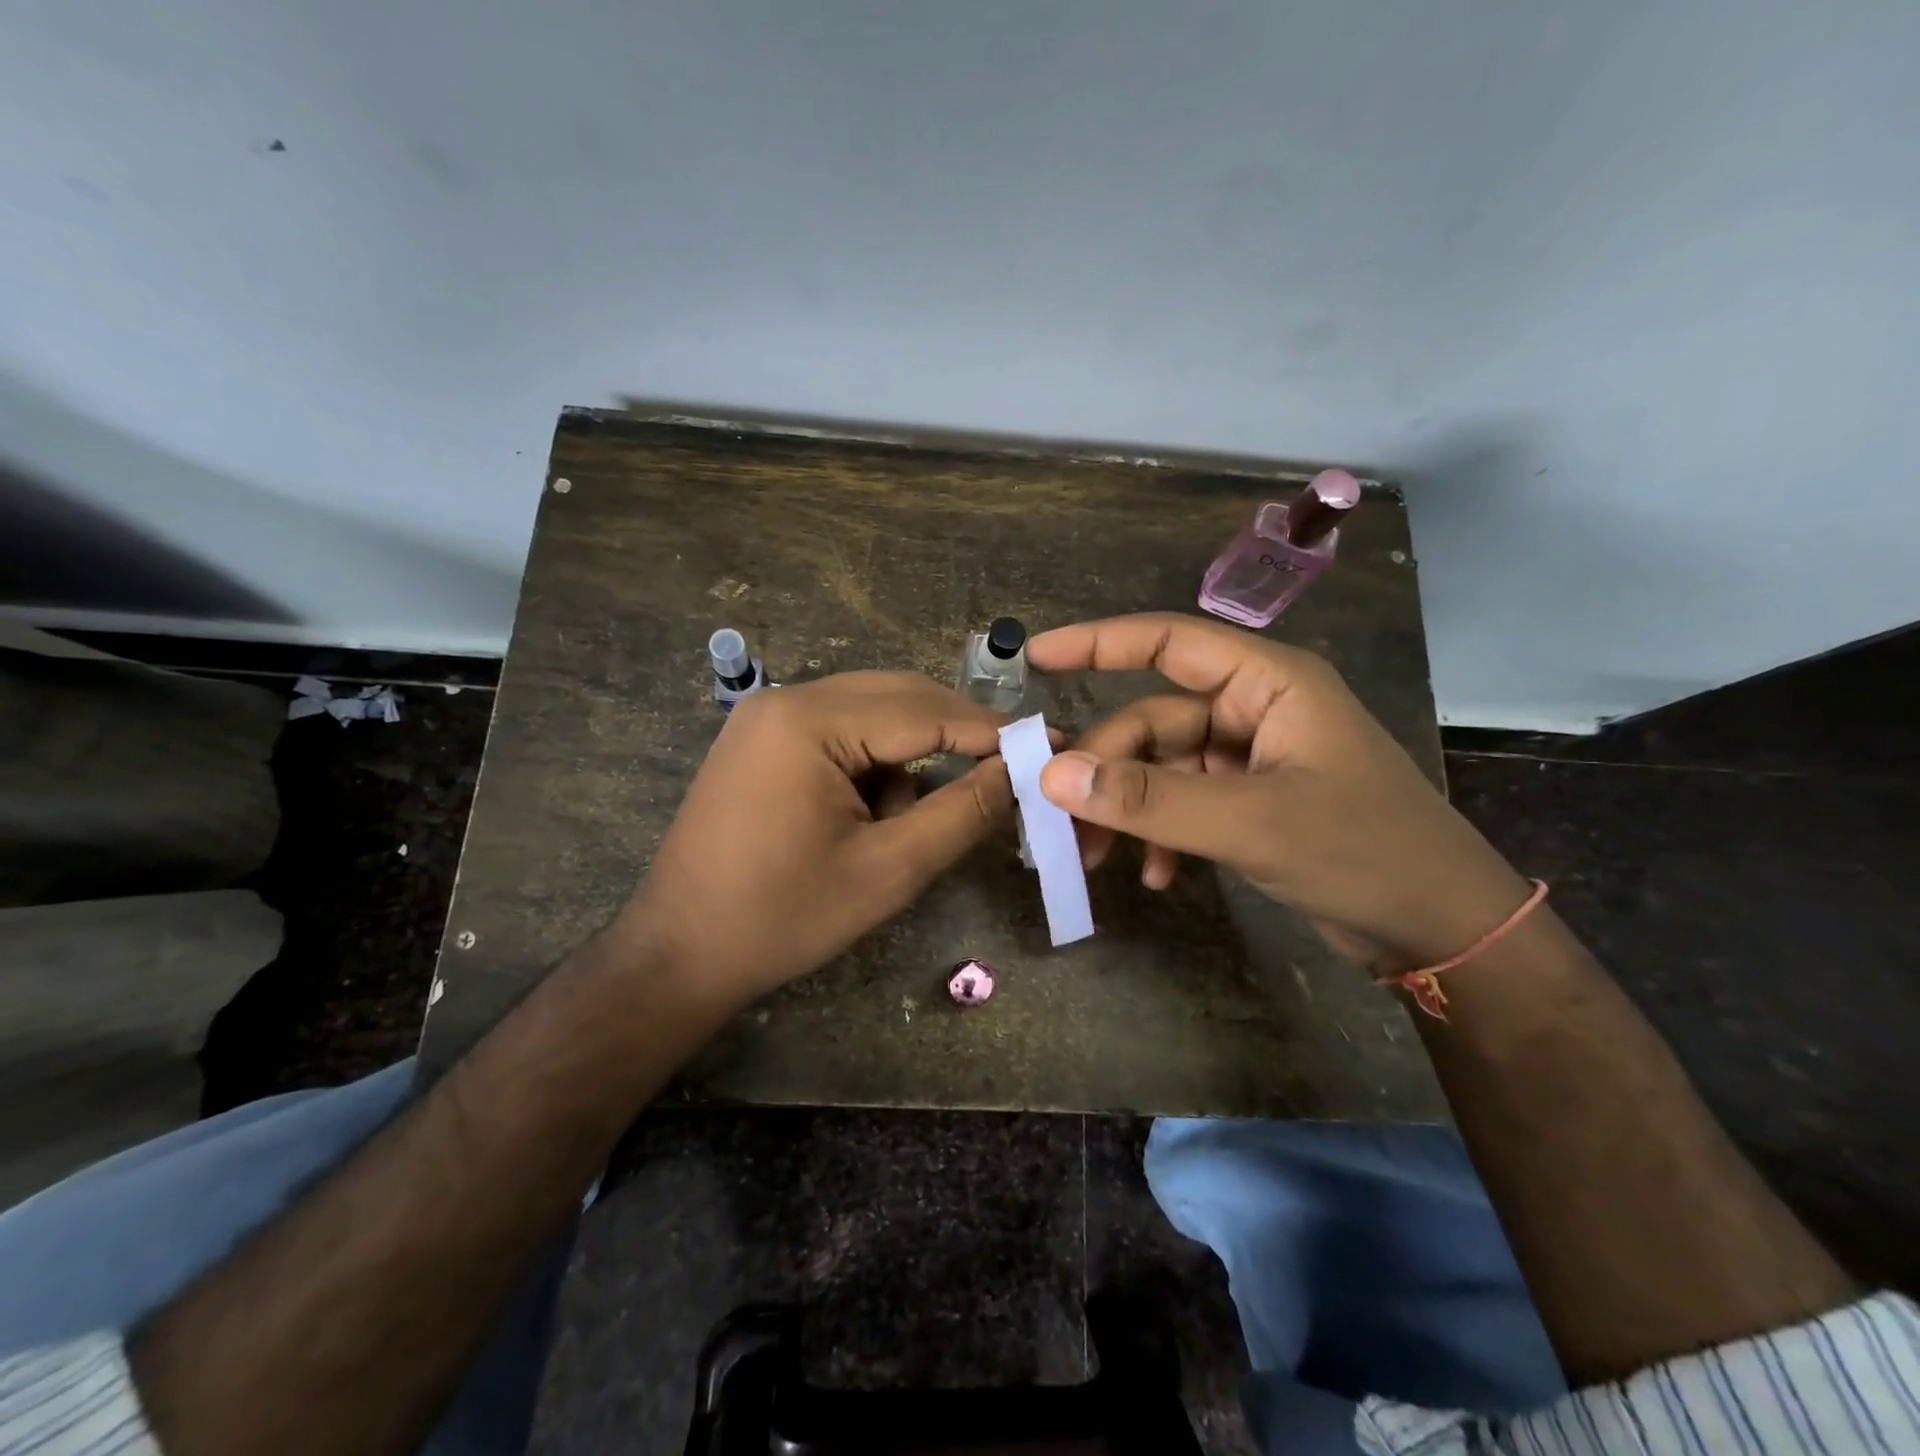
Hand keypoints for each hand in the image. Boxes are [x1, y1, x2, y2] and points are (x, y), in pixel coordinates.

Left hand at [622, 672, 1013, 1002]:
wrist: (679, 953)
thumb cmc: (783, 917)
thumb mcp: (888, 870)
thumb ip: (961, 813)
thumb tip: (1019, 772)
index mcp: (809, 721)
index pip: (924, 711)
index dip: (991, 731)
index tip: (1047, 745)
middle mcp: (785, 699)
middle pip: (898, 697)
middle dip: (954, 736)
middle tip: (1006, 773)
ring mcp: (767, 716)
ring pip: (872, 713)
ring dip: (909, 756)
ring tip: (903, 823)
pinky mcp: (762, 739)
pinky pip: (840, 730)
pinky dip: (872, 764)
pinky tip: (865, 816)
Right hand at [1027, 613, 1532, 970]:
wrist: (1442, 929)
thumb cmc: (1364, 852)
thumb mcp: (1250, 822)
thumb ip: (1150, 798)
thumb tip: (1054, 776)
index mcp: (1270, 683)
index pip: (1170, 642)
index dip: (1099, 643)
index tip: (1036, 657)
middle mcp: (1257, 710)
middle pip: (1154, 721)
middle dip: (1110, 771)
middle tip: (1064, 819)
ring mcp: (1253, 758)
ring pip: (1163, 768)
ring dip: (1129, 811)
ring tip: (1098, 860)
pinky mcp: (1251, 802)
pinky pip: (1184, 803)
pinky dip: (1162, 835)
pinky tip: (1158, 877)